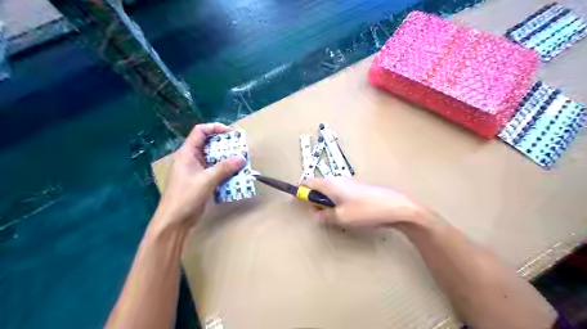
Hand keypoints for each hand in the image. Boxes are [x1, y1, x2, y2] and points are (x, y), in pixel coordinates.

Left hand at [153, 123, 245, 232]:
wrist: (175, 221)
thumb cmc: (186, 196)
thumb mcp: (206, 180)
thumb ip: (224, 168)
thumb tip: (242, 158)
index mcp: (187, 153)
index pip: (200, 131)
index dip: (215, 128)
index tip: (231, 133)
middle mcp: (192, 159)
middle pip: (209, 145)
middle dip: (225, 145)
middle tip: (240, 148)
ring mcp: (197, 171)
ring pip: (214, 159)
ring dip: (228, 160)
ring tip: (242, 161)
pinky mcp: (202, 181)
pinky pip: (216, 171)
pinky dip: (226, 171)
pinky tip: (236, 175)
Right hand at [300, 177, 428, 228]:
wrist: (395, 207)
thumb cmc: (365, 211)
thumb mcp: (340, 218)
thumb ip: (324, 216)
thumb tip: (316, 215)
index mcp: (330, 184)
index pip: (308, 182)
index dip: (302, 191)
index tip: (300, 201)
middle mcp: (338, 179)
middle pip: (319, 186)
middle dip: (316, 200)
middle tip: (321, 215)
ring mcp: (349, 182)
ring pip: (330, 190)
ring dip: (327, 202)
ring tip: (336, 216)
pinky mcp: (357, 188)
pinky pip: (340, 192)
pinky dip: (337, 201)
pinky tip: (348, 212)